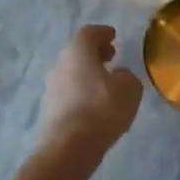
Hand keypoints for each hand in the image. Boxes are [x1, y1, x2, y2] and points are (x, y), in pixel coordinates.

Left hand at [38, 25, 143, 162]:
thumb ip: (127, 76)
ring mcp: (52, 87)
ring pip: (73, 72)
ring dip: (88, 73)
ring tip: (106, 83)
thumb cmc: (102, 108)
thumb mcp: (129, 88)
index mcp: (78, 51)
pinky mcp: (50, 109)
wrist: (69, 147)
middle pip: (78, 52)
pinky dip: (82, 92)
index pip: (89, 33)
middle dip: (95, 53)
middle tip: (111, 57)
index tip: (113, 36)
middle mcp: (61, 64)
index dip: (103, 33)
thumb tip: (119, 76)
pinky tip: (95, 104)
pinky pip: (69, 92)